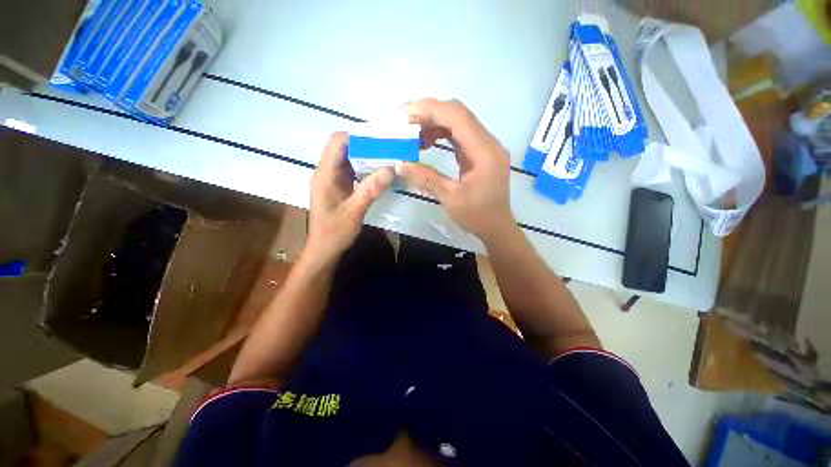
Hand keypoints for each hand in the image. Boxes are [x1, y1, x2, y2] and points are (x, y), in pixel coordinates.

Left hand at [306, 132, 393, 263]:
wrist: (324, 249)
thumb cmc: (334, 232)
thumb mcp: (354, 212)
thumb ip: (370, 190)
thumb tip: (390, 169)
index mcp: (325, 175)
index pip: (338, 142)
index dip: (358, 135)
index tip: (381, 137)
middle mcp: (327, 172)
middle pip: (345, 147)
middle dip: (367, 144)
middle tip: (390, 146)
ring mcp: (333, 179)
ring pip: (350, 158)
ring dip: (368, 156)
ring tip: (389, 156)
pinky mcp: (339, 186)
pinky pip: (353, 170)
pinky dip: (366, 168)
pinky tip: (380, 172)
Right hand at [395, 99, 516, 242]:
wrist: (496, 227)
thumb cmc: (477, 216)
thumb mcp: (450, 198)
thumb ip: (426, 178)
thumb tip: (399, 164)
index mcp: (485, 152)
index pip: (457, 117)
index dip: (431, 110)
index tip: (405, 113)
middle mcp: (488, 143)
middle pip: (459, 115)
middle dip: (430, 113)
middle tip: (405, 122)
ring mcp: (485, 147)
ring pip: (459, 123)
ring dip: (435, 124)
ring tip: (413, 135)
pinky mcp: (480, 154)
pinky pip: (460, 136)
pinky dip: (442, 135)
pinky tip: (427, 142)